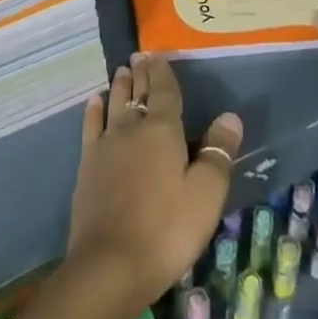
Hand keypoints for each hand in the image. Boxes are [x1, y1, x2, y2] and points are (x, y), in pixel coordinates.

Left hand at [65, 54, 242, 313]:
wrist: (110, 263)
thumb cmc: (167, 229)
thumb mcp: (205, 195)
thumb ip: (217, 153)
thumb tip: (230, 116)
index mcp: (162, 131)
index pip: (164, 91)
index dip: (162, 72)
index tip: (157, 54)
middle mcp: (131, 128)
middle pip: (137, 93)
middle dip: (140, 74)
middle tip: (139, 57)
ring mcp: (105, 145)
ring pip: (113, 104)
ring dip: (118, 86)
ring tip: (121, 70)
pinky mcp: (88, 165)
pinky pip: (91, 126)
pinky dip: (93, 110)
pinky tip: (94, 102)